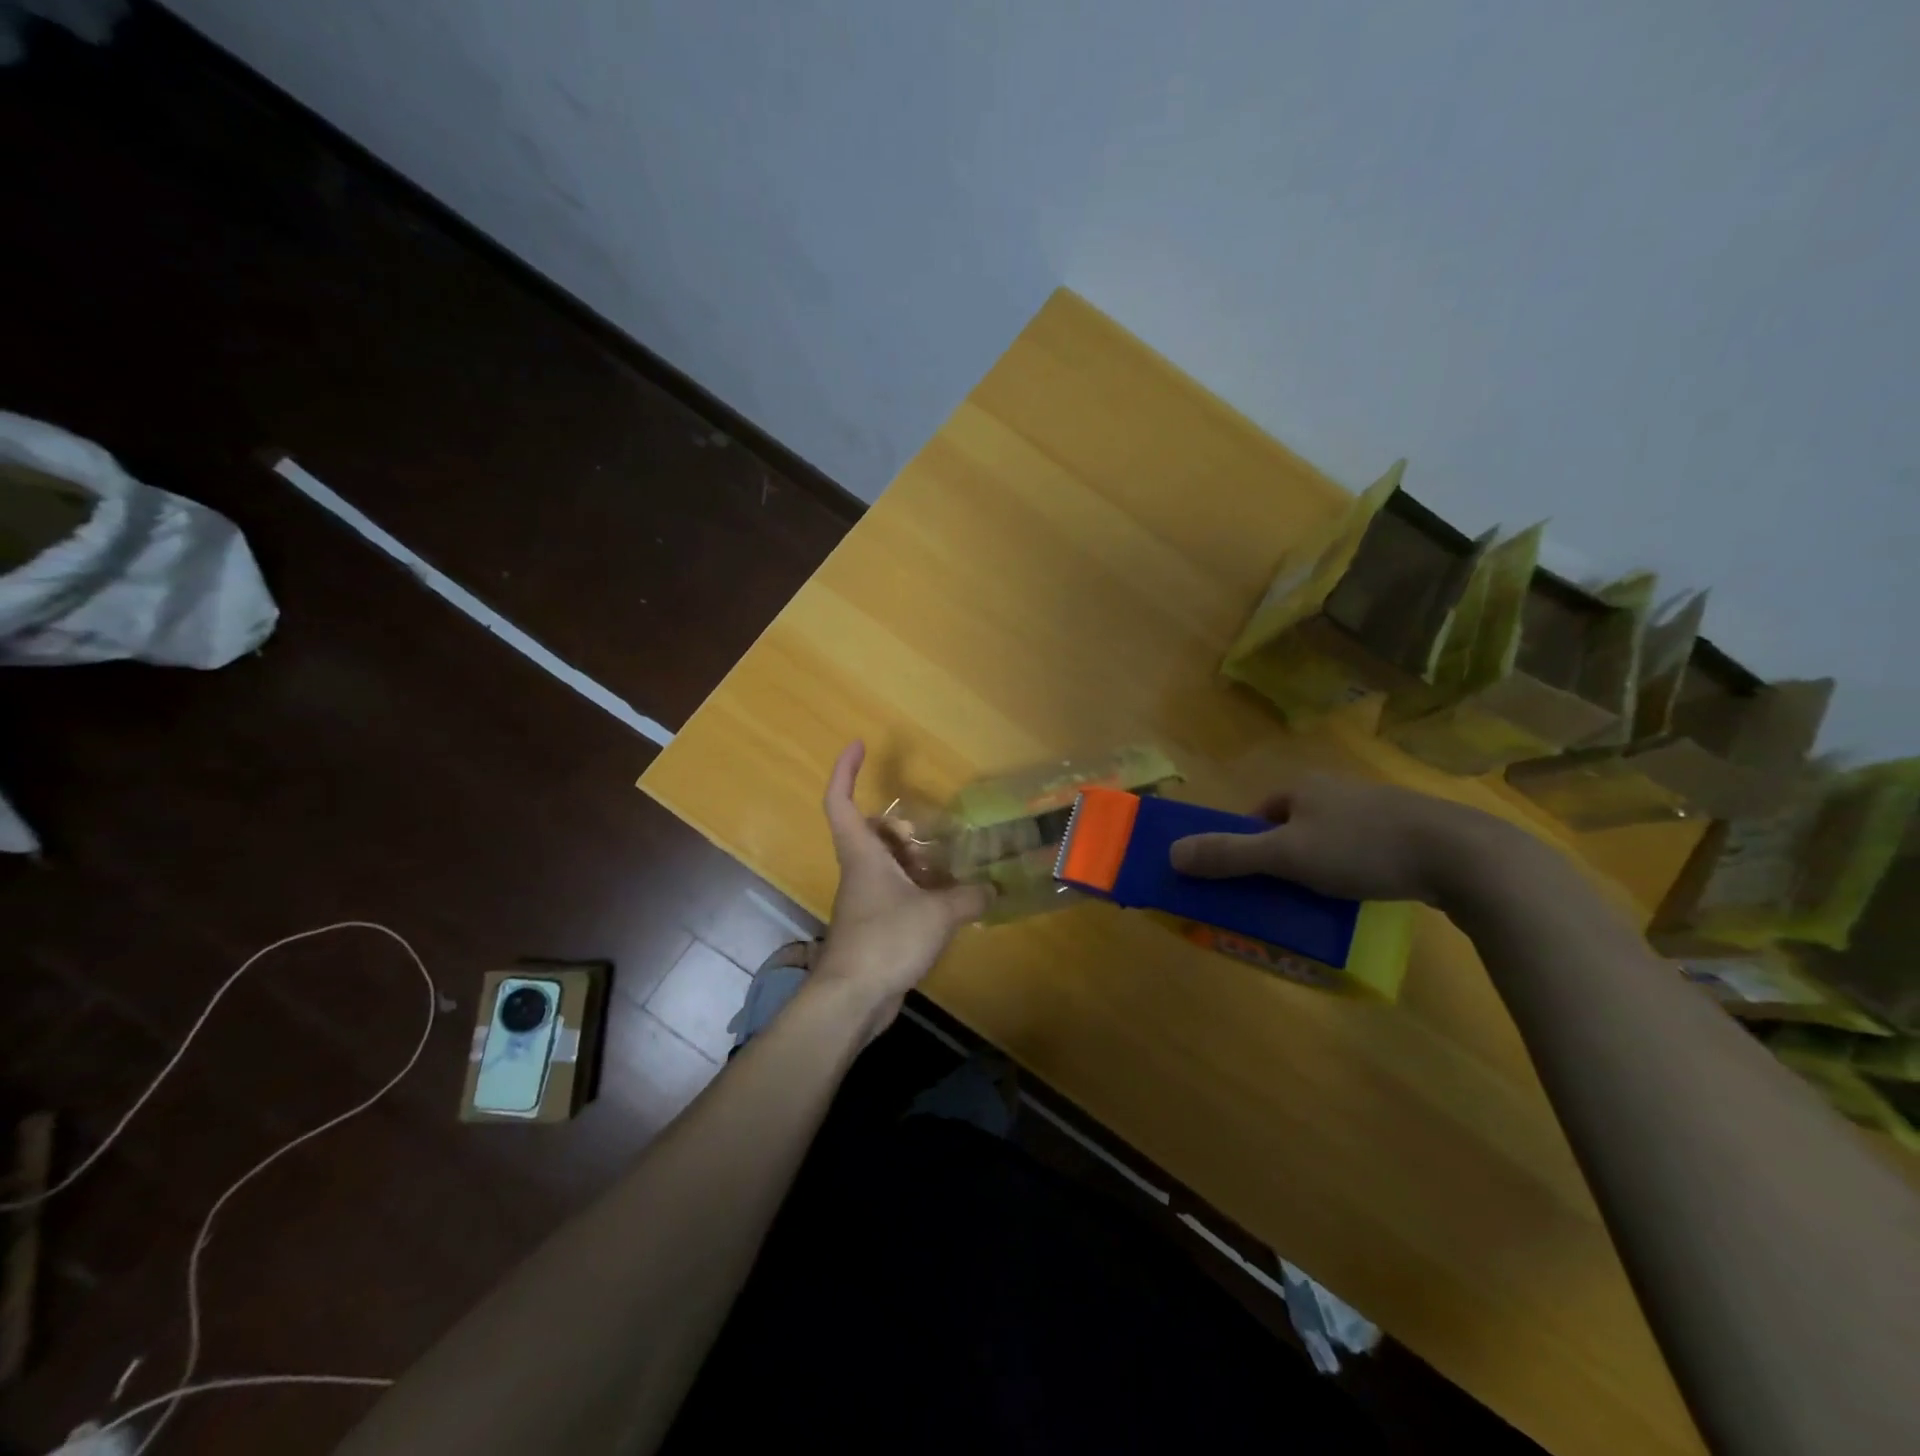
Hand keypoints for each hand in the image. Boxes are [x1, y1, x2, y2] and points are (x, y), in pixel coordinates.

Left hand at [813, 741, 991, 1031]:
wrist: (851, 999)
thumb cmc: (886, 940)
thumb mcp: (938, 913)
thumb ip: (968, 898)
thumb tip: (992, 890)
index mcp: (863, 854)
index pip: (840, 801)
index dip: (845, 770)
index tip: (858, 745)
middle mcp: (859, 872)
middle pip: (870, 834)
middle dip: (898, 828)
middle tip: (930, 834)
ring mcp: (864, 901)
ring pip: (886, 867)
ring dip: (913, 863)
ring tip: (950, 869)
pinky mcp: (872, 928)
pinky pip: (895, 895)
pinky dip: (917, 892)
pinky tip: (946, 907)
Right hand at [1168, 772, 1519, 905]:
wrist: (1462, 855)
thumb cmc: (1361, 848)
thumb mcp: (1286, 856)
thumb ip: (1229, 855)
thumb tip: (1172, 853)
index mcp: (1303, 787)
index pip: (1259, 813)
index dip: (1247, 843)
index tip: (1249, 878)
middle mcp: (1336, 789)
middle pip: (1293, 825)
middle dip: (1283, 857)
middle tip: (1283, 893)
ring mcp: (1377, 806)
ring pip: (1330, 837)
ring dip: (1320, 865)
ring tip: (1324, 900)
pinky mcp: (1411, 829)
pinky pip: (1366, 848)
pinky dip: (1356, 869)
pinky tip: (1366, 892)